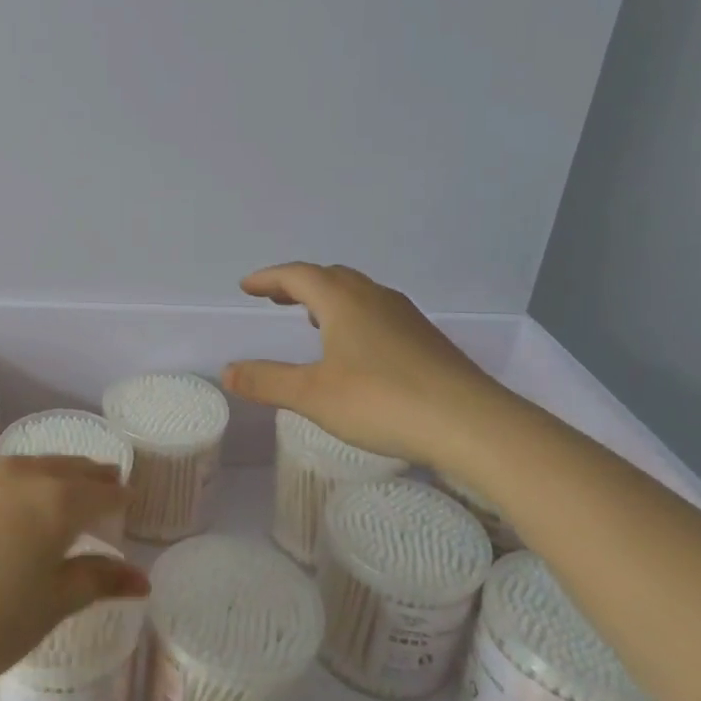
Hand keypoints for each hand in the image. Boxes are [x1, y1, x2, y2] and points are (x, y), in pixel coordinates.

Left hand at [0, 457, 146, 700]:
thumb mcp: (49, 606)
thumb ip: (95, 581)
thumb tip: (140, 577)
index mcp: (54, 501)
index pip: (99, 492)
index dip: (118, 496)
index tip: (130, 499)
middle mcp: (19, 476)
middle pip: (65, 468)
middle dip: (89, 475)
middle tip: (107, 481)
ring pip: (28, 466)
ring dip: (51, 473)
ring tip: (62, 487)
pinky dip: (16, 482)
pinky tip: (9, 502)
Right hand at [222, 262, 514, 471]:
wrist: (473, 424)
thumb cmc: (383, 401)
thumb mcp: (313, 395)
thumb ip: (267, 381)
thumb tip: (227, 371)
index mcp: (343, 302)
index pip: (298, 275)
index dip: (268, 278)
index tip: (246, 287)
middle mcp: (375, 299)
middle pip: (330, 277)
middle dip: (297, 284)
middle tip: (274, 298)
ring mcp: (406, 318)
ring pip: (358, 293)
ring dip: (328, 298)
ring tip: (311, 318)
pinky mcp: (426, 341)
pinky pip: (378, 312)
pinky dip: (353, 316)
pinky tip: (355, 348)